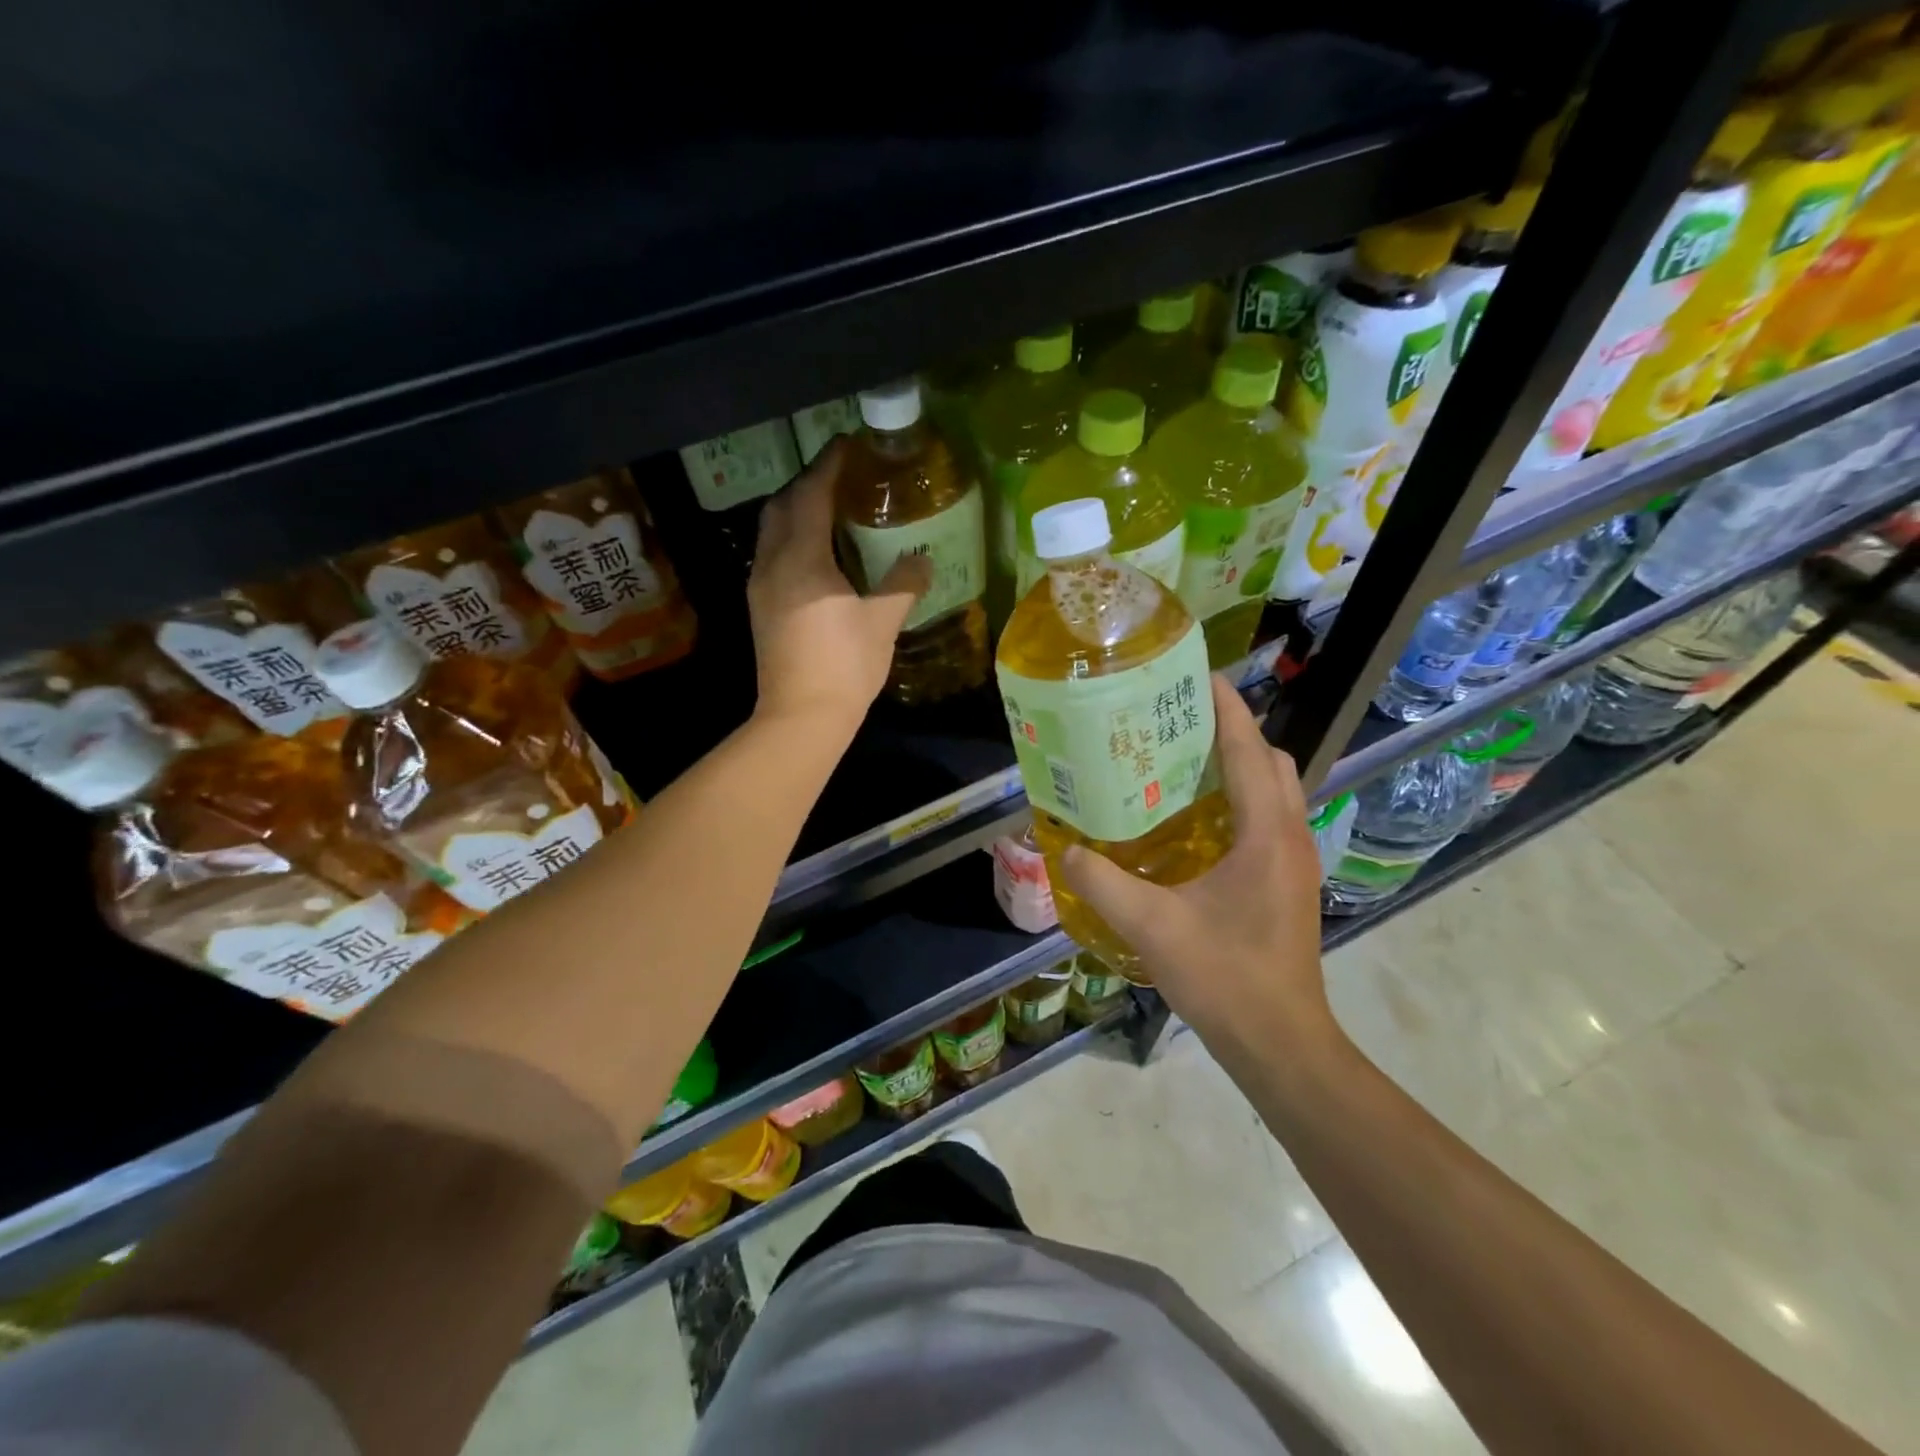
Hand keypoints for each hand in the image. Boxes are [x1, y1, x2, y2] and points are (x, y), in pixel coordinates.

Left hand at [748, 438, 930, 734]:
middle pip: (781, 507)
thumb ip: (903, 585)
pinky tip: (818, 556)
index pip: (809, 495)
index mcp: (801, 560)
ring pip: (772, 532)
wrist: (800, 717)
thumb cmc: (843, 666)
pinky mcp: (761, 609)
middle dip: (807, 484)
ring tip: (831, 512)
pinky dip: (793, 540)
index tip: (849, 446)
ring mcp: (761, 588)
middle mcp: (772, 565)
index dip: (829, 467)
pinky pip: (773, 556)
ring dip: (796, 512)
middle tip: (841, 479)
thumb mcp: (882, 622)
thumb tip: (922, 562)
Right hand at [1059, 676, 1339, 1061]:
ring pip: (1275, 790)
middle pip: (1270, 761)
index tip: (1198, 674)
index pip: (1250, 749)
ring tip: (1182, 762)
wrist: (1280, 1042)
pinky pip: (1269, 818)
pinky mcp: (1288, 882)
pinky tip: (1195, 821)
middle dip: (1232, 731)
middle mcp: (1290, 836)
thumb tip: (1066, 851)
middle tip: (1177, 724)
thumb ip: (1105, 884)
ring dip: (1239, 765)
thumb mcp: (1153, 928)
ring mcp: (1295, 860)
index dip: (1228, 707)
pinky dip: (1240, 799)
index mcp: (1267, 833)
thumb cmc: (1226, 978)